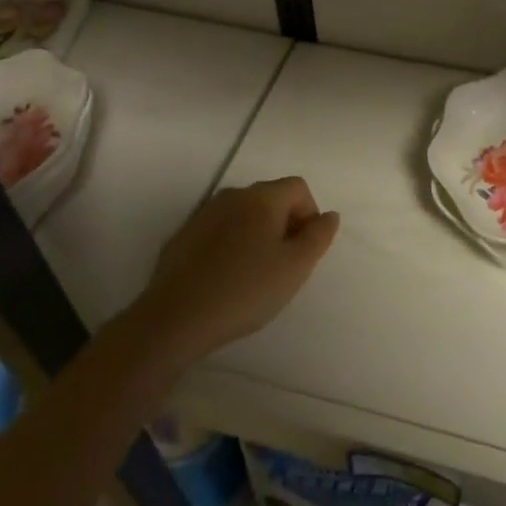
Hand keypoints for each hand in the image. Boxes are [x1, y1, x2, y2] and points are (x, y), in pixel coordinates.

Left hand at [131, 177, 339, 362]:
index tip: (303, 251)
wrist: (176, 317)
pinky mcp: (183, 236)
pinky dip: (228, 246)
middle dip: (283, 225)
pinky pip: (217, 232)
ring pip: (242, 215)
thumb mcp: (295, 268)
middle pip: (270, 198)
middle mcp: (232, 195)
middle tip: (282, 265)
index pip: (298, 188)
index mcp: (262, 197)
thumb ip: (318, 237)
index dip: (309, 216)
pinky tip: (224, 279)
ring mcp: (203, 214)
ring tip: (253, 275)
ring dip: (255, 235)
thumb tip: (329, 216)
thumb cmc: (245, 290)